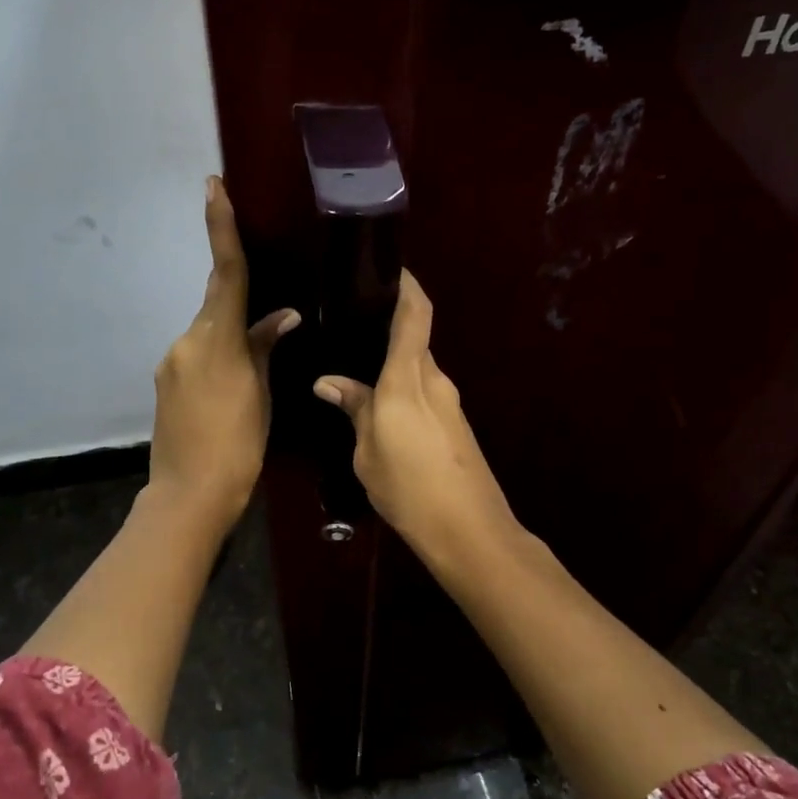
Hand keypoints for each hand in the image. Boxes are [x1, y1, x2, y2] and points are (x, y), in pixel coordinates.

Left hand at [148, 176, 298, 529]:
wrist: (190, 494)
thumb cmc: (238, 444)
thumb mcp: (261, 394)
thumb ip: (266, 349)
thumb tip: (284, 317)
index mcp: (215, 339)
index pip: (226, 272)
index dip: (220, 227)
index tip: (213, 187)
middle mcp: (186, 341)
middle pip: (217, 305)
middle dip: (239, 303)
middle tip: (269, 326)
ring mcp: (171, 363)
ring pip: (208, 334)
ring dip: (230, 341)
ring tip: (255, 375)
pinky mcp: (165, 384)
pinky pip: (196, 357)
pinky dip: (217, 360)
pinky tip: (232, 390)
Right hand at [314, 270, 517, 562]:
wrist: (468, 529)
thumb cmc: (409, 487)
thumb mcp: (368, 451)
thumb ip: (354, 409)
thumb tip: (329, 382)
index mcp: (408, 378)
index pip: (415, 315)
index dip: (407, 286)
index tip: (390, 269)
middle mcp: (435, 381)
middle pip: (414, 340)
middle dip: (388, 329)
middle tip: (350, 328)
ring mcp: (450, 403)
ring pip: (417, 370)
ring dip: (393, 367)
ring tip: (357, 372)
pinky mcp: (455, 425)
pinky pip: (424, 394)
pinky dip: (402, 391)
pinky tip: (380, 409)